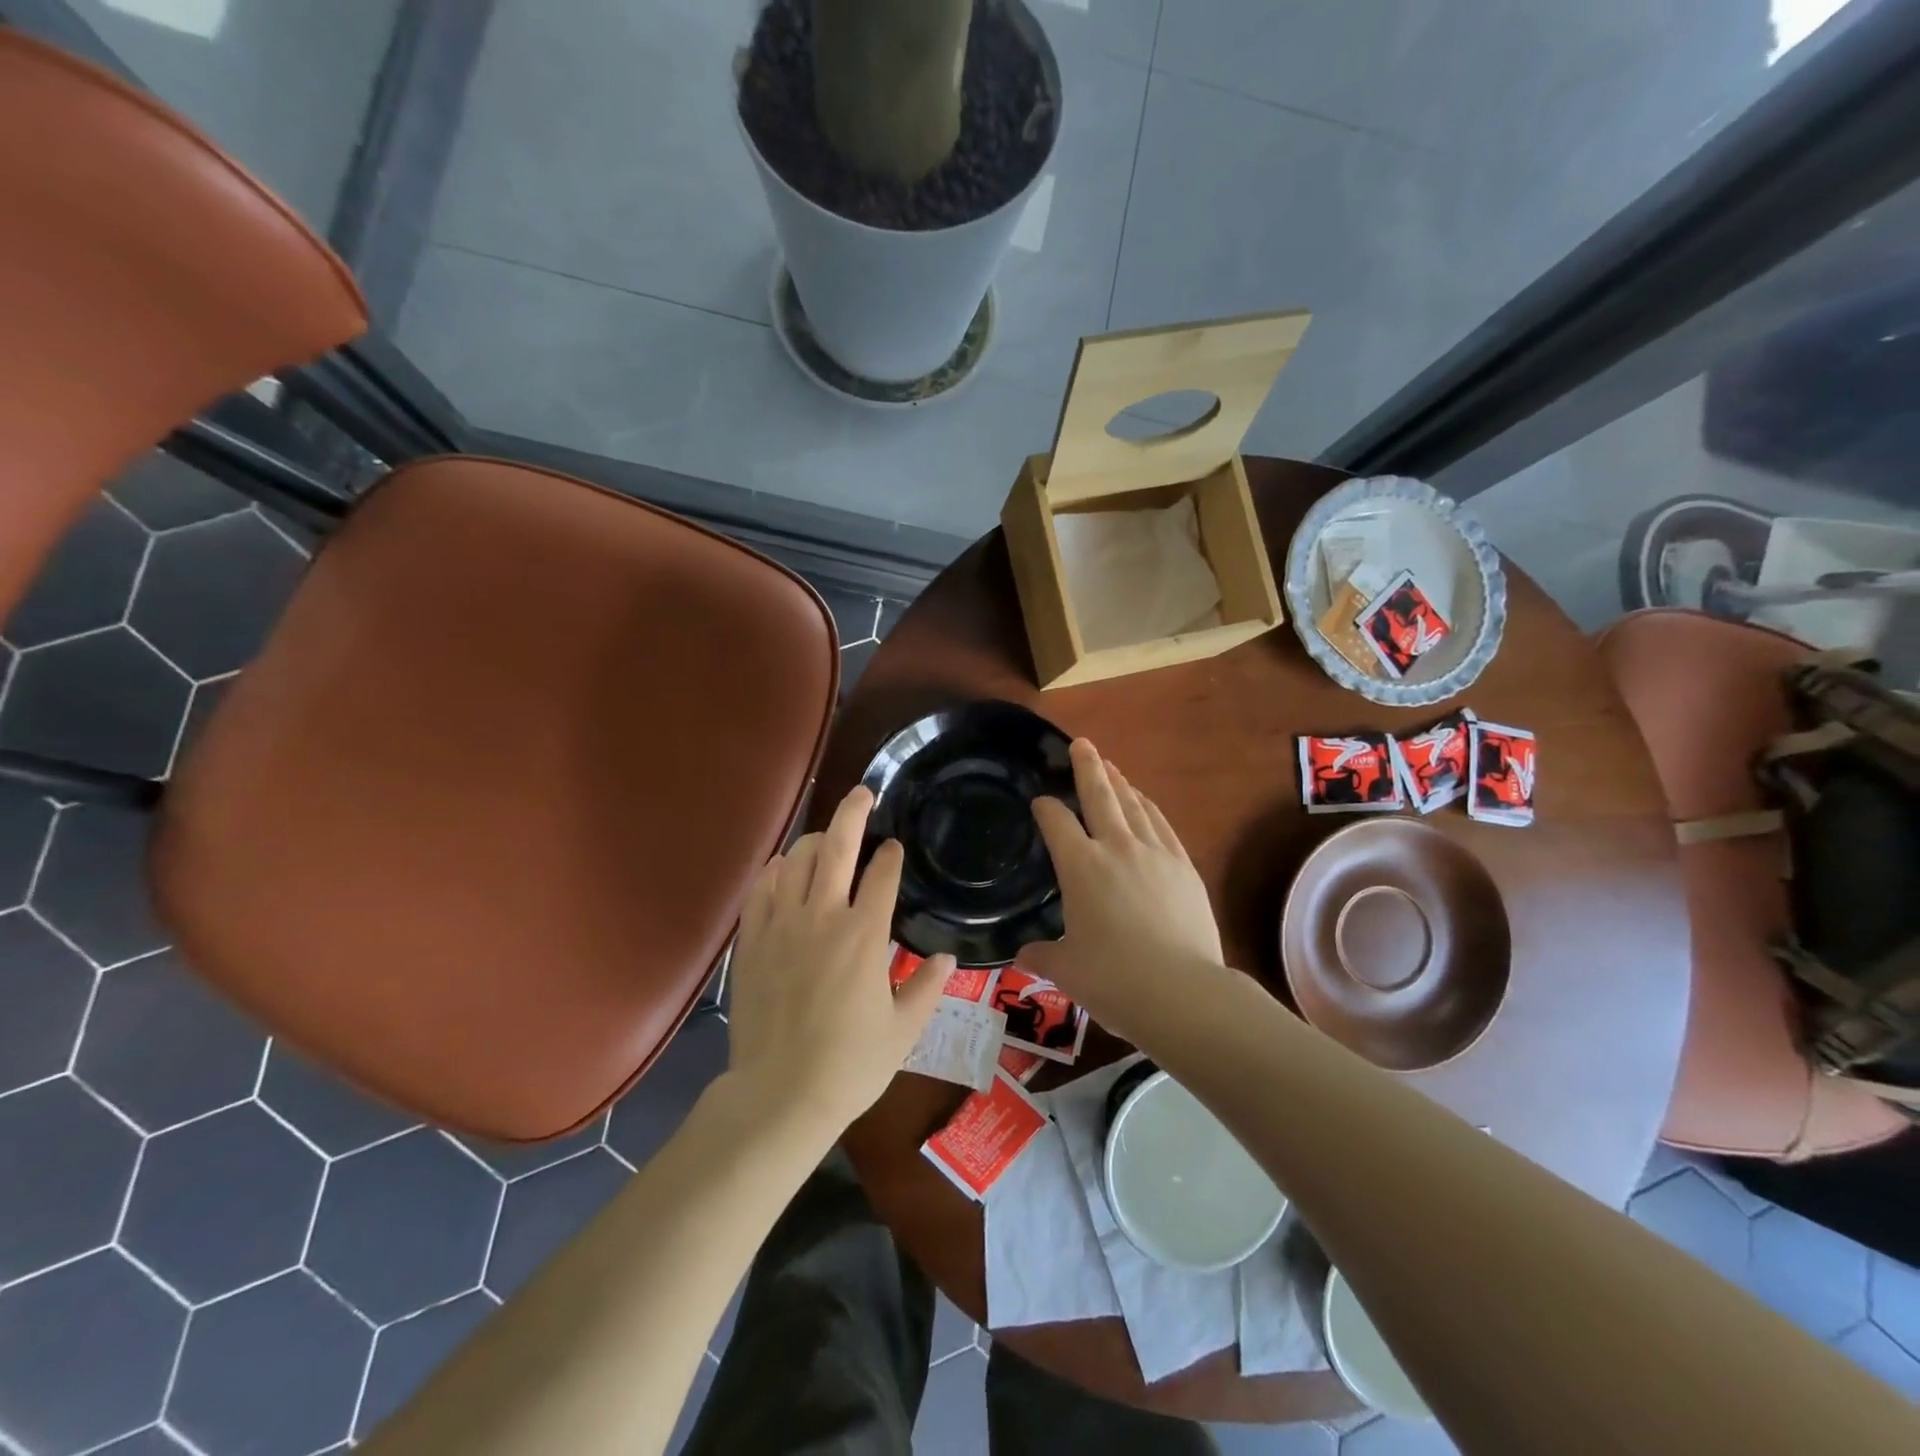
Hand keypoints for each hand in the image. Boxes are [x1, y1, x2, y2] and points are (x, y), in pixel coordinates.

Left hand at [726, 785, 952, 1133]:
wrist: (780, 1094)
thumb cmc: (851, 1064)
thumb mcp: (904, 1029)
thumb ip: (928, 987)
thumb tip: (948, 957)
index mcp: (865, 935)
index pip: (882, 875)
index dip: (891, 855)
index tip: (895, 847)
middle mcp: (823, 916)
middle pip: (837, 846)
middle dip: (853, 813)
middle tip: (862, 793)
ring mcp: (782, 925)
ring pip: (796, 860)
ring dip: (814, 840)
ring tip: (825, 837)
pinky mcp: (751, 940)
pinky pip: (761, 889)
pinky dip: (775, 870)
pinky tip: (783, 868)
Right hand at [1019, 740, 1228, 1041]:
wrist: (1181, 992)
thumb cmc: (1112, 980)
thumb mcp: (1066, 970)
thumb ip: (1042, 955)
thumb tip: (1023, 954)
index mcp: (1080, 867)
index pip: (1056, 823)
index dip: (1045, 808)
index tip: (1040, 803)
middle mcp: (1115, 848)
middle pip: (1099, 795)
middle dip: (1086, 767)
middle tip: (1080, 743)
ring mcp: (1154, 853)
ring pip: (1134, 805)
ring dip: (1120, 783)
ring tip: (1111, 768)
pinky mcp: (1183, 866)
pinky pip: (1162, 825)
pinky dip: (1150, 808)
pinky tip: (1146, 803)